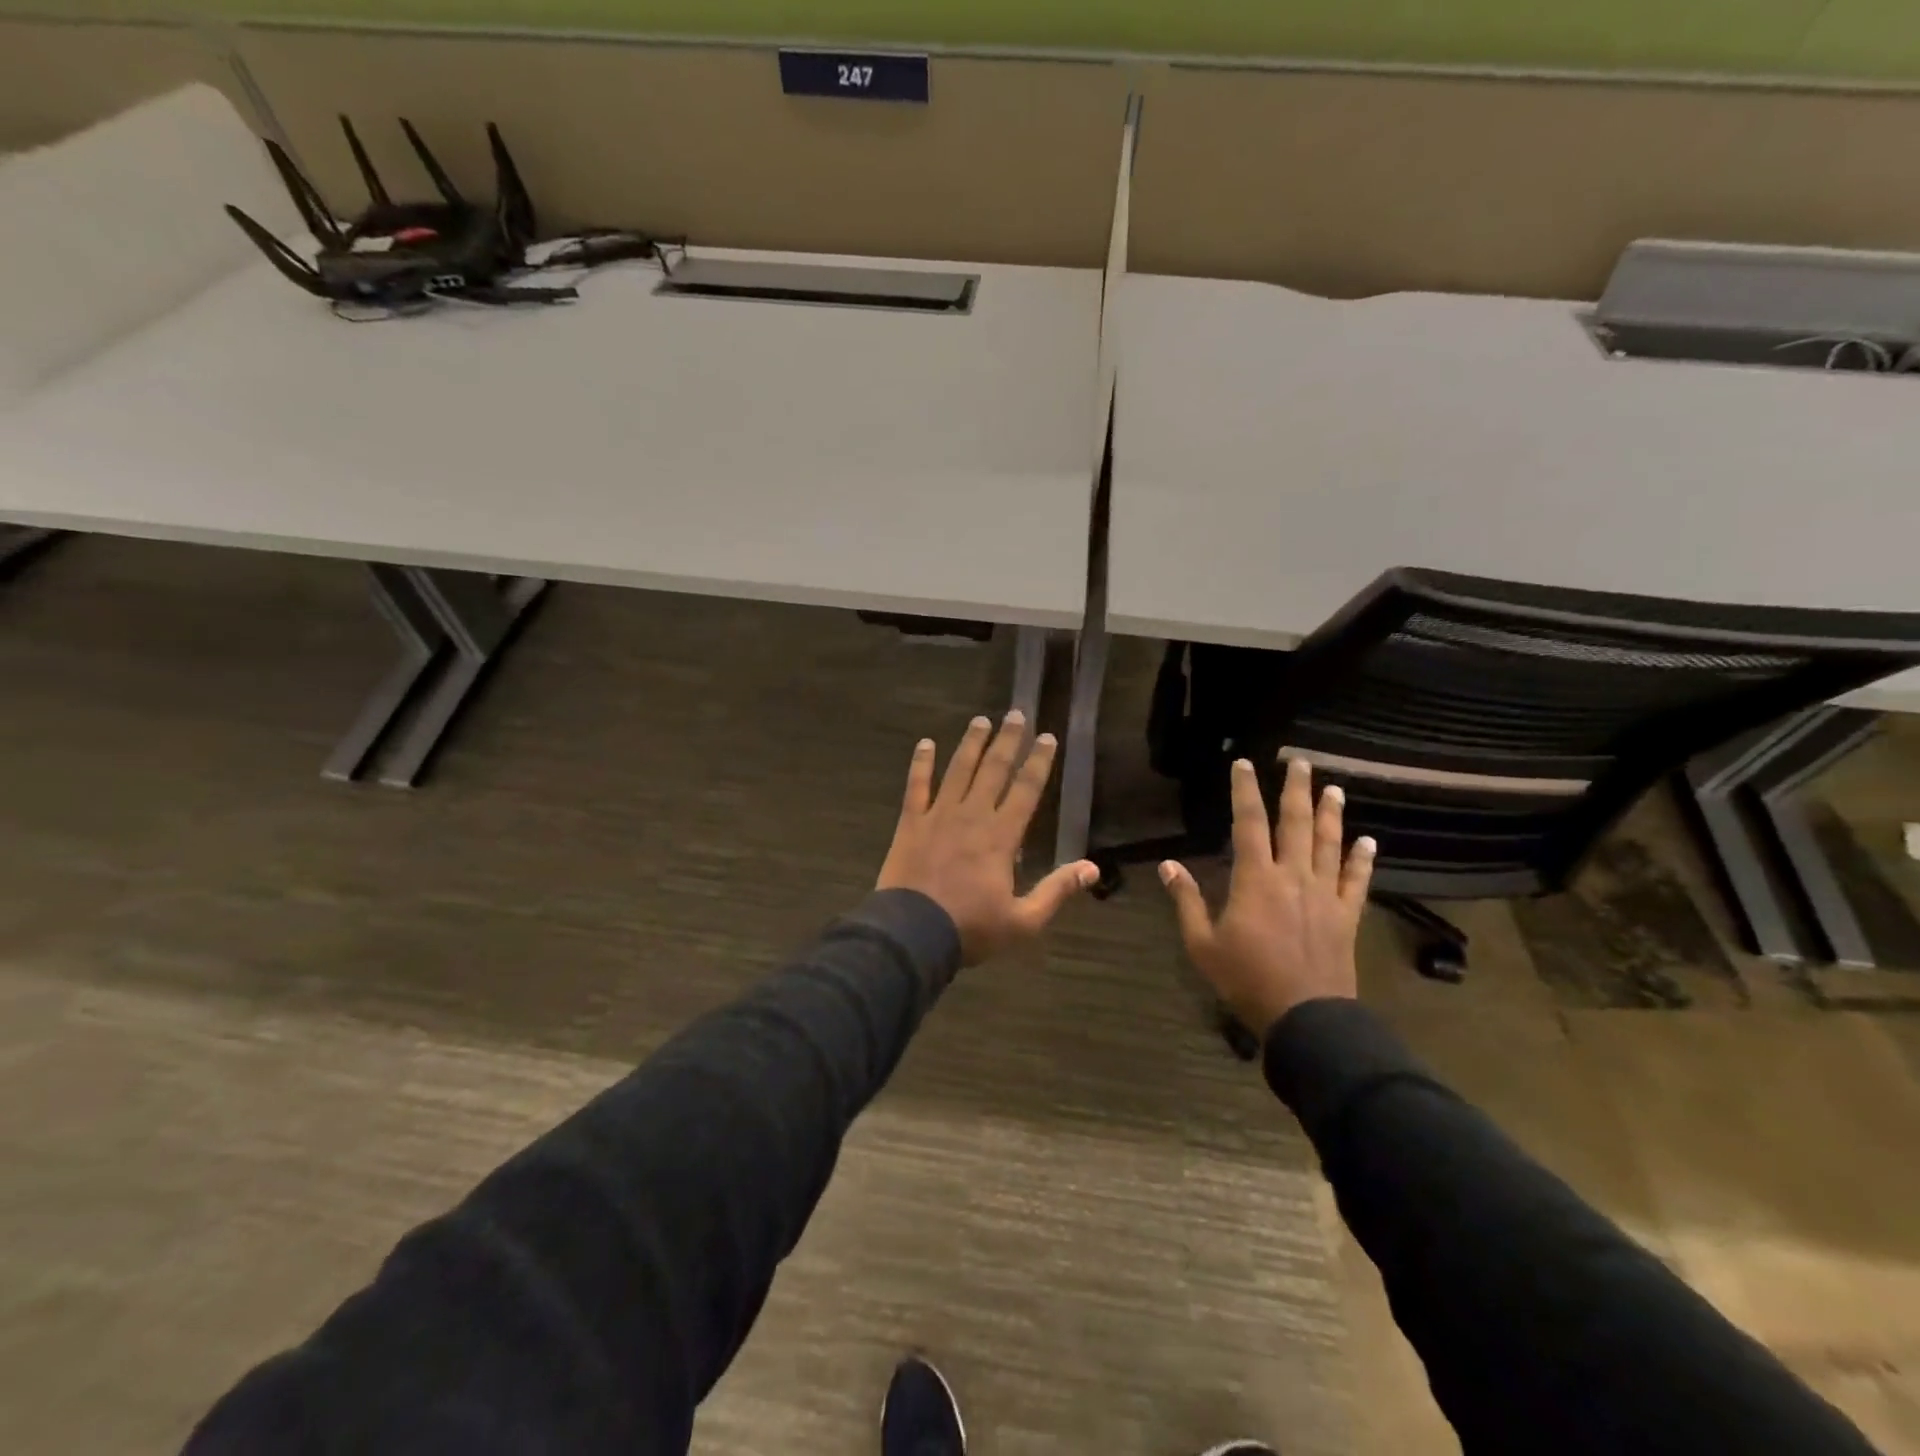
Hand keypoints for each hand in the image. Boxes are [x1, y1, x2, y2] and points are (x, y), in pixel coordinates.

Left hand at [877, 711, 1098, 964]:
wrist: (912, 934)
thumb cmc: (970, 929)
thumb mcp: (1023, 920)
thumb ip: (1057, 891)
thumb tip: (1092, 868)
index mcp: (1001, 836)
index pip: (1026, 790)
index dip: (1038, 762)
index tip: (1047, 737)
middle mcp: (972, 816)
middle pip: (993, 770)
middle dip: (1007, 741)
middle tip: (1016, 714)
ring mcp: (938, 816)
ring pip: (958, 770)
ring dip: (971, 743)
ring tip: (981, 719)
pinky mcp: (911, 823)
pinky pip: (916, 786)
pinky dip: (921, 764)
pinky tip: (925, 743)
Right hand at [1159, 757, 1375, 1038]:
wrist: (1305, 1018)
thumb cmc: (1246, 979)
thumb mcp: (1202, 943)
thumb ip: (1186, 900)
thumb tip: (1167, 865)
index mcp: (1256, 879)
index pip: (1249, 823)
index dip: (1245, 791)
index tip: (1243, 764)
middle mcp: (1293, 876)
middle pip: (1296, 823)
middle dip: (1296, 789)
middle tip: (1300, 761)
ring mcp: (1324, 895)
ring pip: (1329, 844)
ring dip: (1331, 814)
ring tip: (1334, 788)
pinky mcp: (1346, 916)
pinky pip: (1357, 881)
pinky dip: (1363, 860)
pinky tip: (1368, 841)